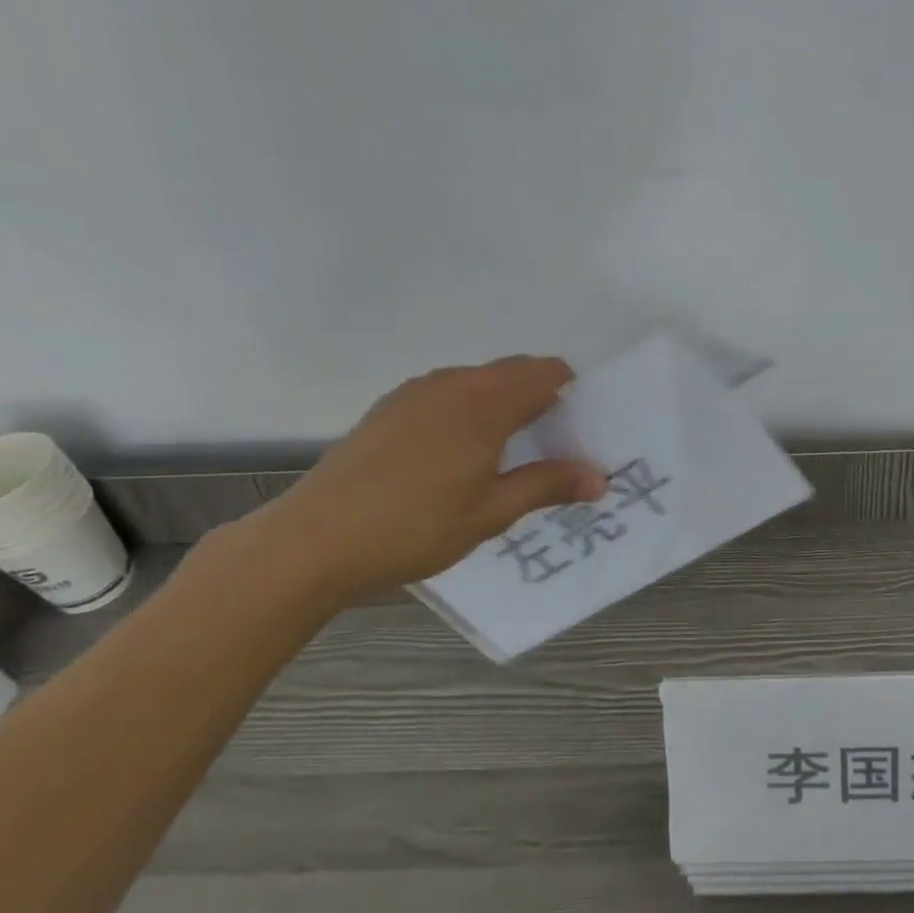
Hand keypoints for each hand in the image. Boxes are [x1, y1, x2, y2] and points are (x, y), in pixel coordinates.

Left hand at [241, 356, 605, 606]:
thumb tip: (601, 479)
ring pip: (478, 380)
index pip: (546, 372)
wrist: (312, 541)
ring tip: (504, 454)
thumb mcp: (491, 513)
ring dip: (502, 402)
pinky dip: (467, 409)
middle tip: (549, 446)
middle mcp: (453, 383)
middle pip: (513, 371)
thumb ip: (548, 485)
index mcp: (485, 402)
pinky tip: (456, 455)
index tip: (578, 429)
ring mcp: (415, 392)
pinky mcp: (389, 407)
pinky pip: (446, 392)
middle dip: (540, 397)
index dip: (571, 392)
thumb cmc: (414, 527)